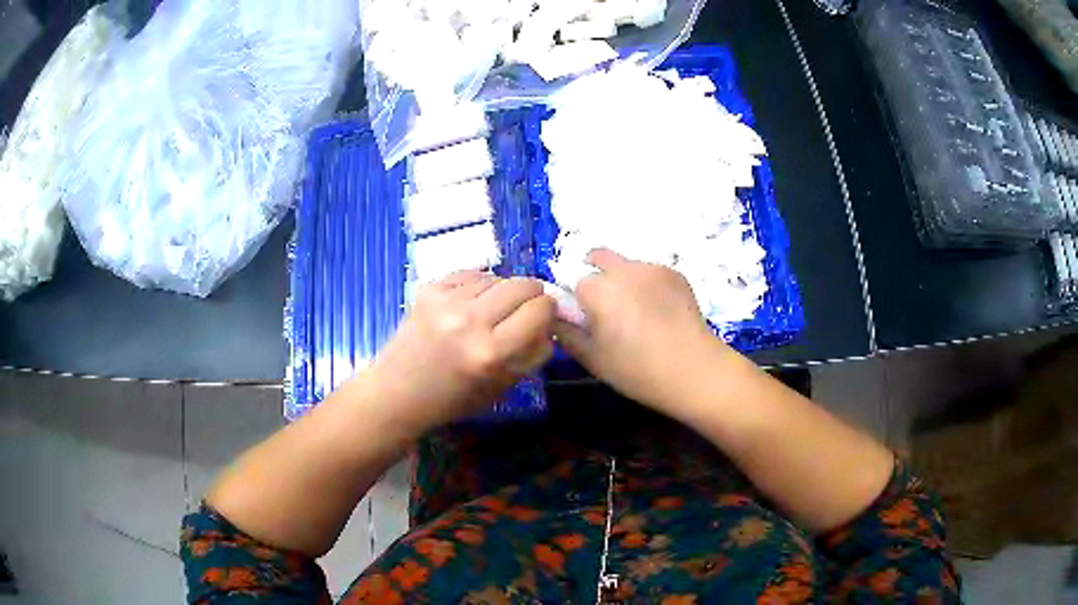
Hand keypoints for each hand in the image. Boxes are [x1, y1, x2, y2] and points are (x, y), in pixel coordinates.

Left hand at [367, 271, 555, 432]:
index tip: (543, 318)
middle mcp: (470, 321)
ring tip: (491, 312)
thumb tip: (550, 321)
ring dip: (502, 292)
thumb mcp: (503, 386)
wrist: (398, 391)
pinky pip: (471, 274)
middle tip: (524, 309)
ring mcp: (447, 301)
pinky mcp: (429, 289)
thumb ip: (533, 352)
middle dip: (532, 295)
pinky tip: (470, 305)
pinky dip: (478, 286)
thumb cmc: (453, 398)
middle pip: (523, 285)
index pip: (540, 309)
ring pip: (498, 277)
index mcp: (492, 352)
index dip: (548, 311)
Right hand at [554, 249, 738, 413]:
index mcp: (599, 289)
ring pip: (627, 265)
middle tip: (604, 306)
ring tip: (637, 312)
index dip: (578, 299)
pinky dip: (647, 284)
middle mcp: (624, 269)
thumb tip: (554, 318)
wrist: (694, 370)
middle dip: (595, 273)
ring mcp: (653, 268)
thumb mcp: (593, 359)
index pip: (575, 282)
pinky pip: (651, 272)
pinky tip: (658, 311)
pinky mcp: (676, 274)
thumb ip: (566, 334)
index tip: (586, 319)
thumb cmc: (637, 370)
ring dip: (622, 279)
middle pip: (599, 257)